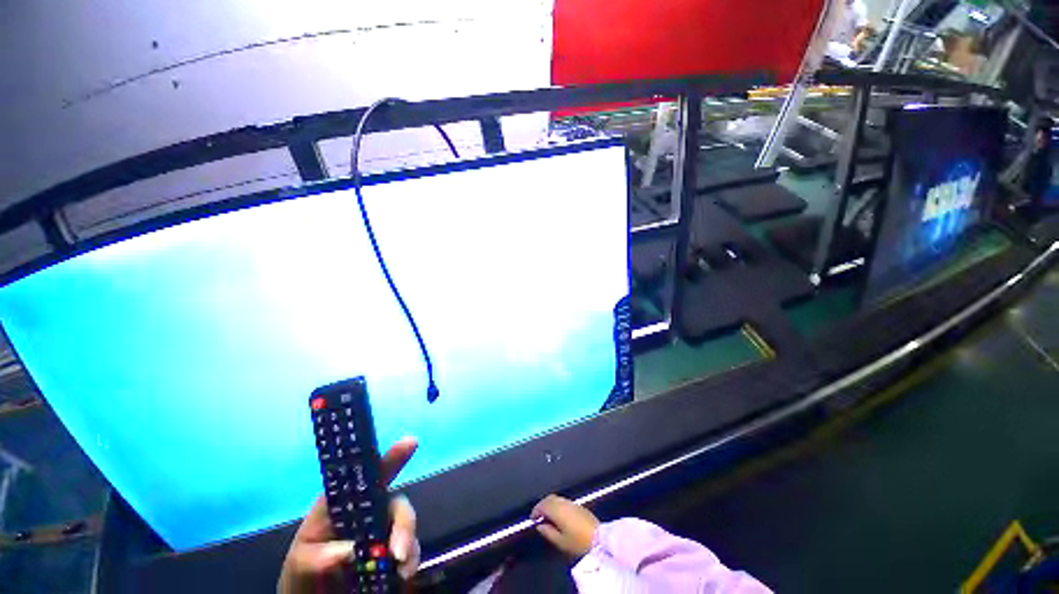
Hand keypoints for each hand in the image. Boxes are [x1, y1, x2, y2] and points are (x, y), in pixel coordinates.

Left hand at [278, 437, 419, 593]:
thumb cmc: (302, 574)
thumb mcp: (301, 563)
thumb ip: (319, 556)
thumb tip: (351, 551)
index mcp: (345, 503)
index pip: (370, 475)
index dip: (392, 457)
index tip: (411, 442)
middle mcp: (369, 512)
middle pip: (396, 504)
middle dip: (404, 523)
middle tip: (399, 552)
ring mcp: (383, 533)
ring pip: (406, 526)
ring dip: (408, 544)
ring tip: (402, 572)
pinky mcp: (393, 553)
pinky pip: (410, 550)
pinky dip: (410, 560)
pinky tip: (403, 575)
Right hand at [531, 495, 599, 558]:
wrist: (599, 538)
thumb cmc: (578, 542)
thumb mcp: (560, 541)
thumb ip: (548, 532)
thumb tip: (540, 525)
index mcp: (557, 510)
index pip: (542, 504)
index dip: (536, 510)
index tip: (532, 518)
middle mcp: (563, 502)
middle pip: (549, 498)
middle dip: (542, 505)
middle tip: (538, 516)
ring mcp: (571, 502)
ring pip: (556, 498)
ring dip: (549, 504)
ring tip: (547, 516)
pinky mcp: (578, 505)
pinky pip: (563, 501)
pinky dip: (557, 505)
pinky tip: (558, 515)